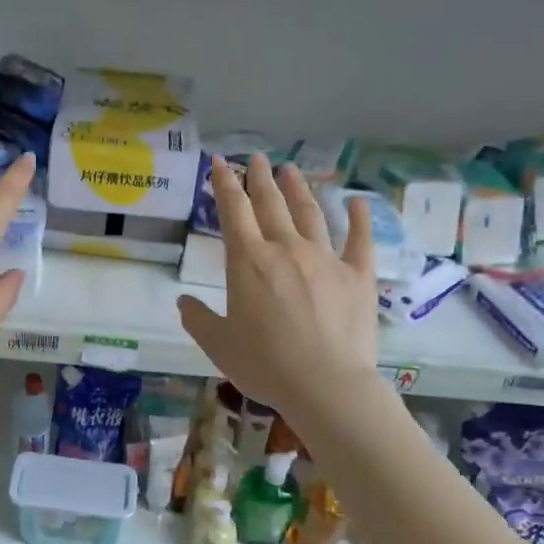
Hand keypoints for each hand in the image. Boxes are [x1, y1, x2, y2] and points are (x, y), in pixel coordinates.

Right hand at [177, 155, 379, 417]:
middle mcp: (285, 249)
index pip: (232, 210)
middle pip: (270, 204)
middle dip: (260, 178)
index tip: (220, 162)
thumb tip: (183, 301)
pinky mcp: (358, 276)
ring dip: (298, 189)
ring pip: (310, 213)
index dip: (224, 183)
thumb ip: (198, 318)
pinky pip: (360, 240)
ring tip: (291, 170)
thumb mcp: (218, 344)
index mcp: (248, 261)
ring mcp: (325, 259)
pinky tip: (359, 202)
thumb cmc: (264, 364)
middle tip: (257, 158)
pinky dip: (360, 218)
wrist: (326, 385)